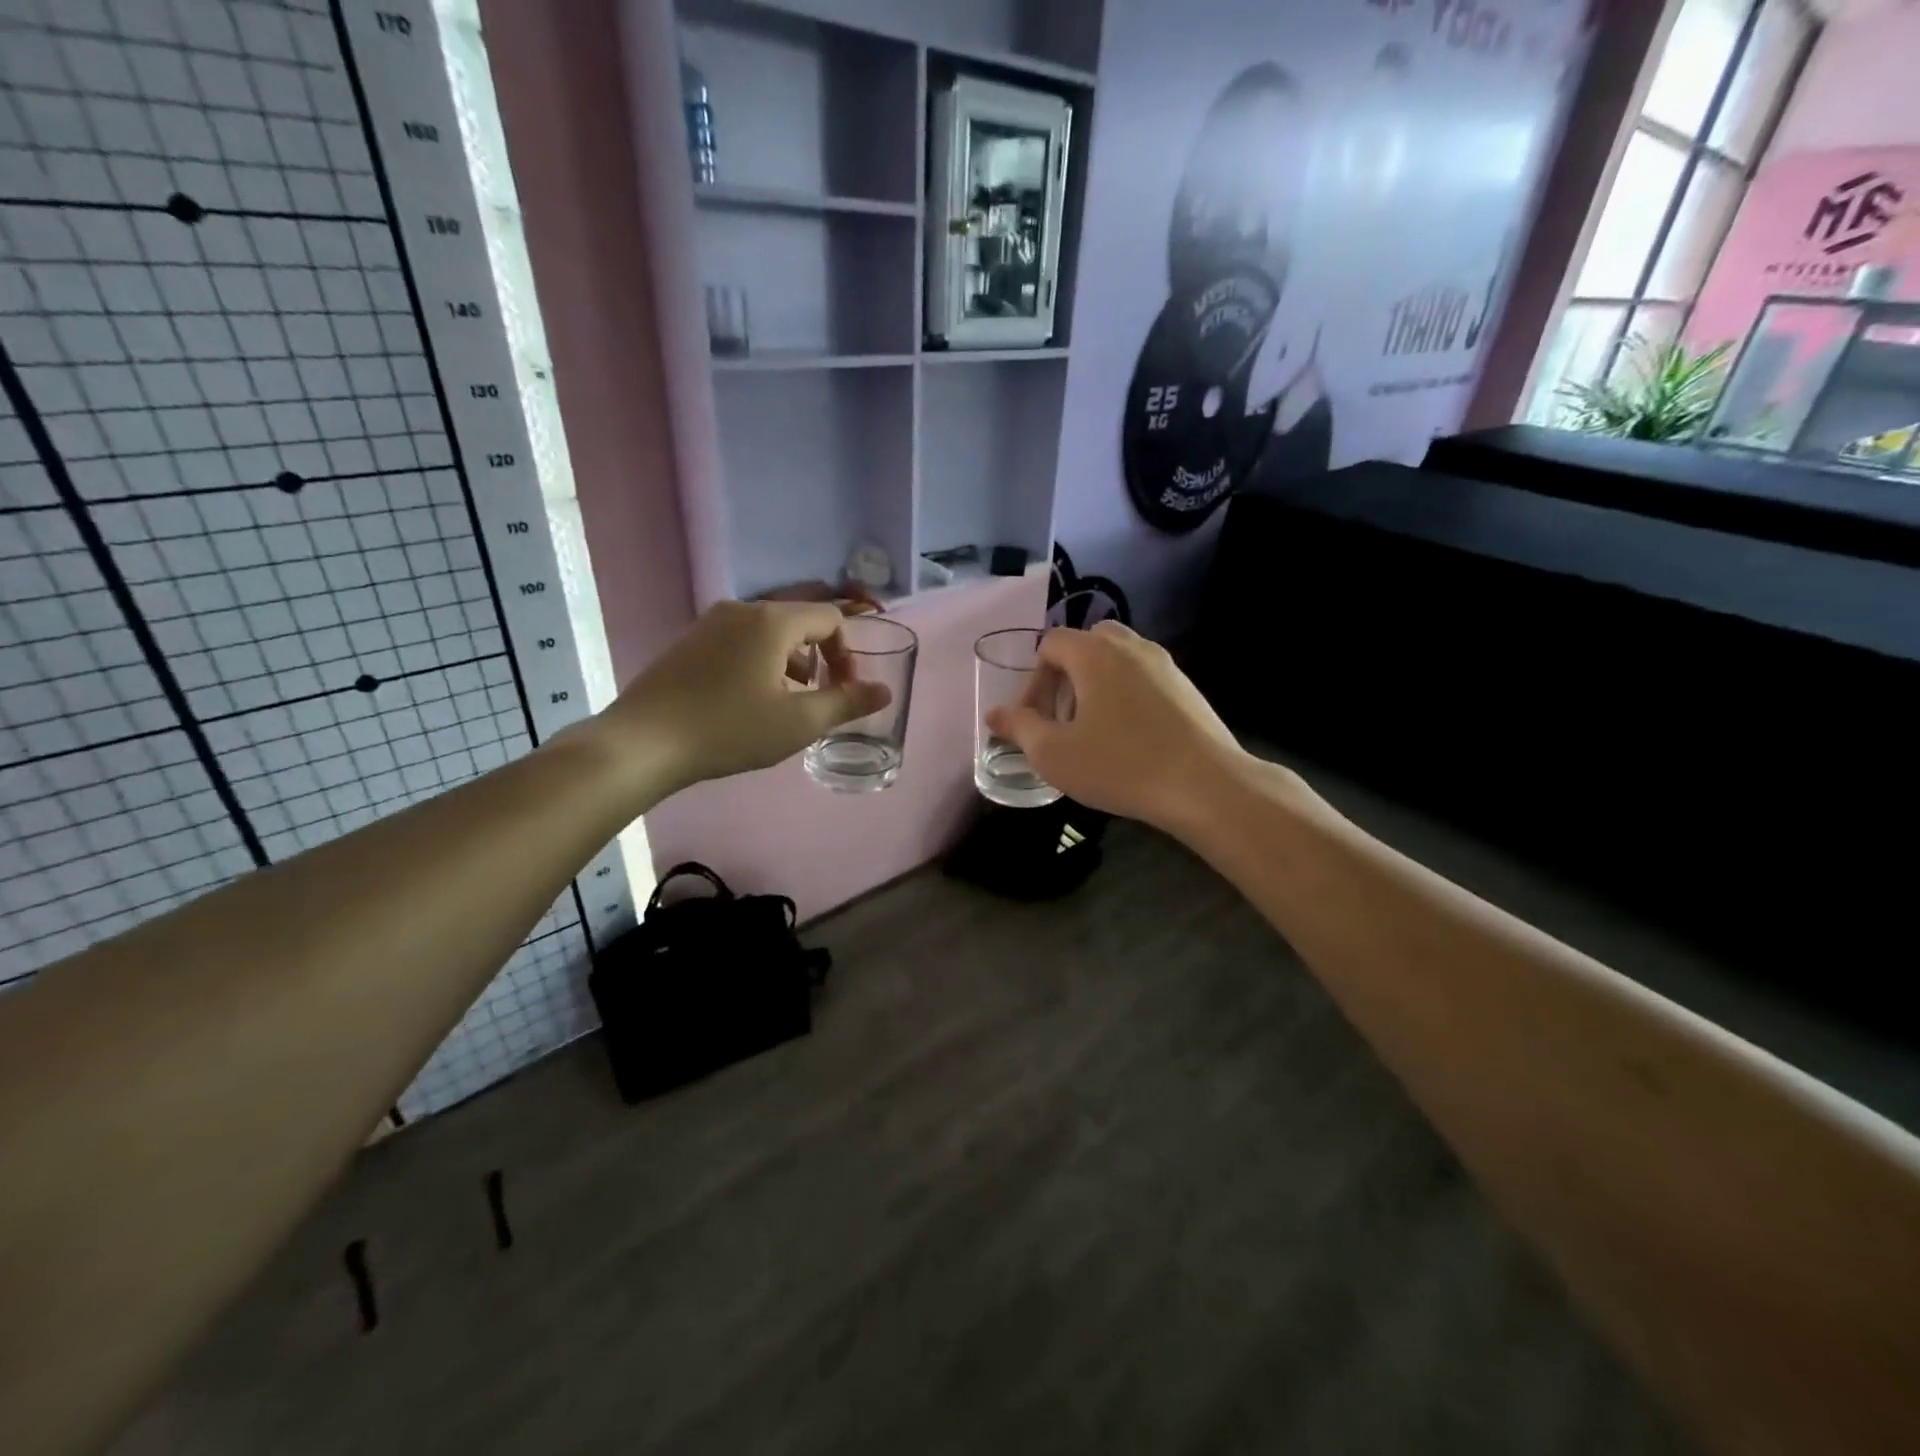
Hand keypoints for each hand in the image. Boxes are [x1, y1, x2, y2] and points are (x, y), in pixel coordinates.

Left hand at [588, 600, 890, 802]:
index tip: (844, 690)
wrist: (643, 743)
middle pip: (798, 622)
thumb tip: (884, 691)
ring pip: (767, 633)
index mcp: (773, 621)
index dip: (847, 653)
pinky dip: (758, 663)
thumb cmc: (729, 730)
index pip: (830, 618)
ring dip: (789, 663)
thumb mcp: (799, 722)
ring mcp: (709, 624)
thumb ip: (847, 703)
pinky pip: (738, 642)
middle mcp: (741, 610)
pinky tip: (746, 702)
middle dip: (819, 658)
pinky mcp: (688, 642)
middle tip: (818, 698)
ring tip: (784, 704)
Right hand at [985, 622, 1246, 831]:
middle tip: (1062, 718)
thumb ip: (1019, 728)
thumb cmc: (1119, 765)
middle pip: (1086, 644)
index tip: (1034, 720)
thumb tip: (994, 715)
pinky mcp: (1187, 687)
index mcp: (1094, 653)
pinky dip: (1126, 695)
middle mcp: (1130, 646)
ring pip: (1117, 660)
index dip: (1032, 680)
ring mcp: (1164, 664)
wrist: (1205, 786)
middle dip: (1065, 676)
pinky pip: (1143, 678)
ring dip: (1096, 685)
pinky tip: (1129, 738)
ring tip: (1093, 730)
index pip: (1050, 644)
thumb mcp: (1054, 753)